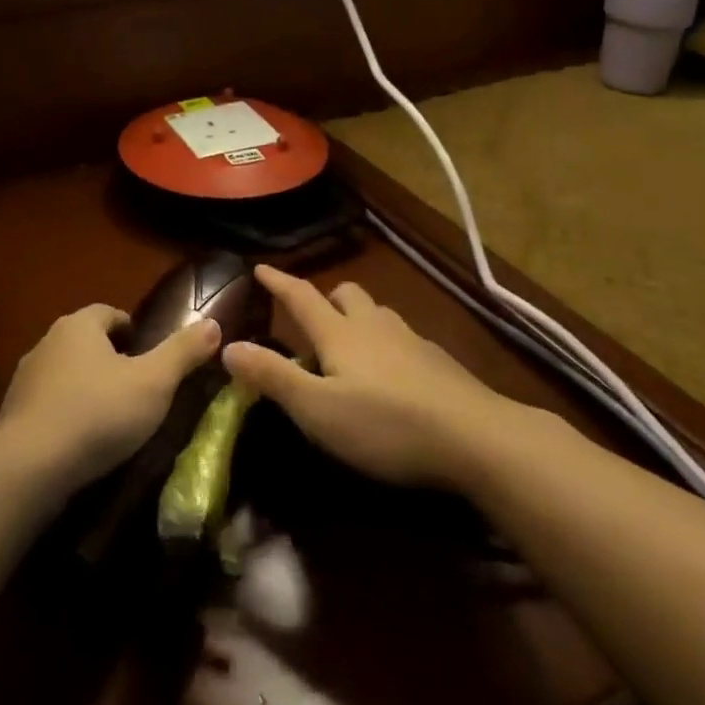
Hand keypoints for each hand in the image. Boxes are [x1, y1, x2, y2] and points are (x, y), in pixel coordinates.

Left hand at [0, 305, 220, 492]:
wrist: (28, 467)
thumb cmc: (98, 413)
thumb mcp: (153, 383)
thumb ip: (183, 352)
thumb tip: (214, 324)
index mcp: (79, 326)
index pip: (109, 313)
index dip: (132, 330)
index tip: (149, 355)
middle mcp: (47, 342)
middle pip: (85, 341)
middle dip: (109, 358)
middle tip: (136, 387)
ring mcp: (25, 379)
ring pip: (64, 373)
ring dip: (85, 387)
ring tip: (110, 417)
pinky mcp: (12, 414)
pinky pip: (47, 404)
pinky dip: (65, 414)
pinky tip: (80, 441)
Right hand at [223, 266, 526, 491]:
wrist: (477, 437)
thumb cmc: (386, 424)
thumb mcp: (317, 410)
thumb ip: (272, 377)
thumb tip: (227, 346)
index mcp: (339, 333)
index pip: (301, 296)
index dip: (278, 281)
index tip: (260, 266)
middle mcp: (374, 325)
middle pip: (346, 294)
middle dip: (325, 298)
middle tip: (312, 319)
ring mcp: (411, 340)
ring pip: (378, 313)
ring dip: (358, 318)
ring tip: (351, 345)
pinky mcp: (439, 362)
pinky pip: (403, 338)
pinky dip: (387, 344)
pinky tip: (393, 374)